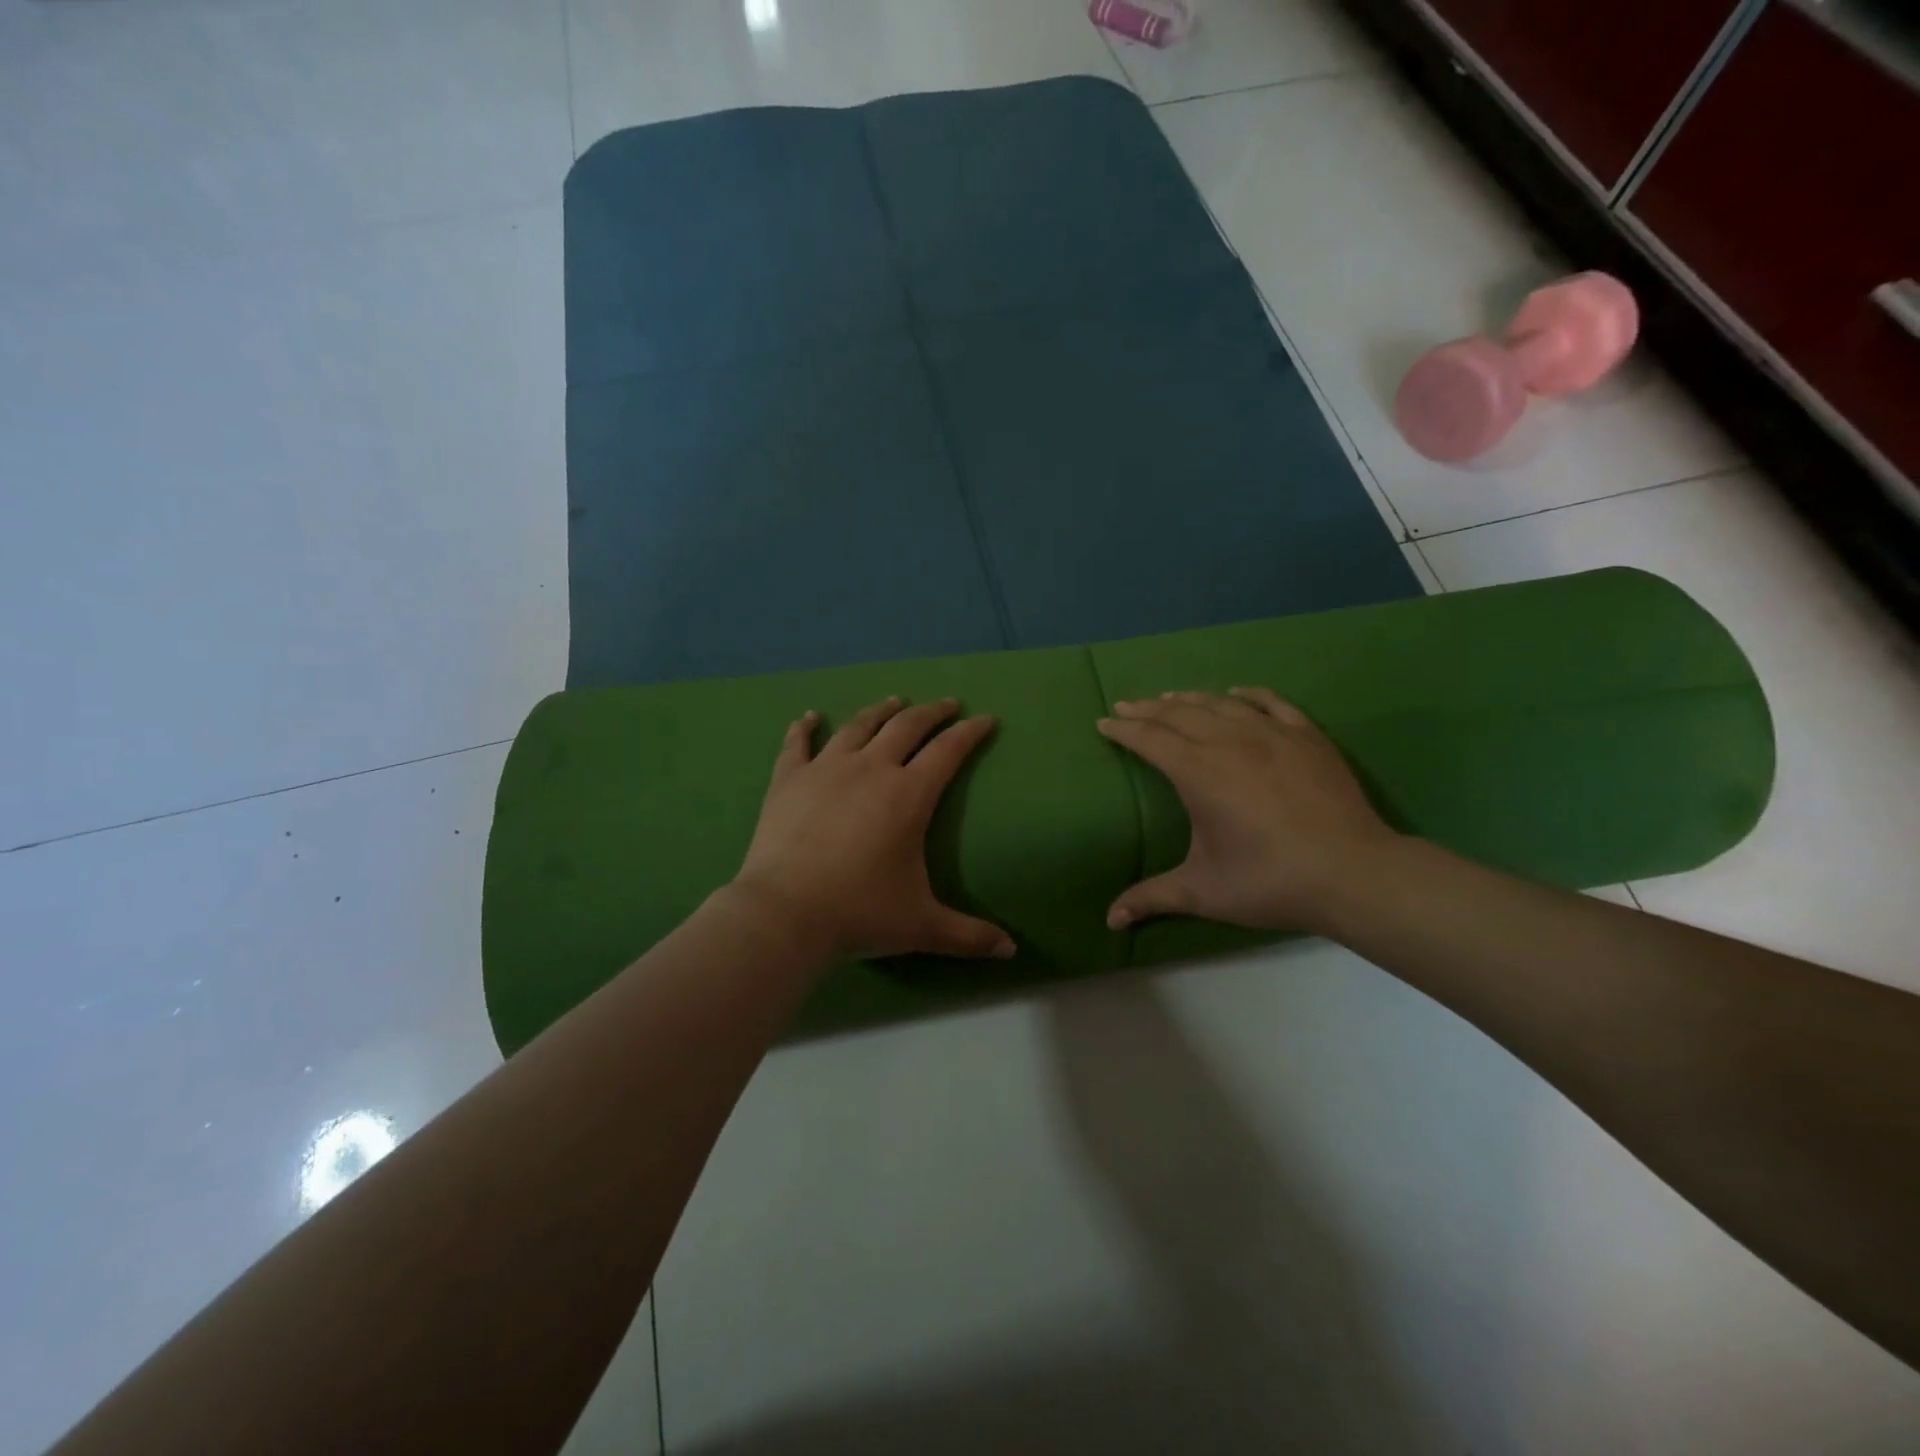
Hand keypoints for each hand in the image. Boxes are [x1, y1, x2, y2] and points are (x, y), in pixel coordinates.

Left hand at [731, 697, 1016, 961]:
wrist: (784, 913)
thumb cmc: (859, 913)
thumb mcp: (922, 926)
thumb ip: (969, 935)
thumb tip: (1011, 951)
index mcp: (909, 795)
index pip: (948, 751)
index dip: (970, 732)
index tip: (985, 719)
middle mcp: (871, 769)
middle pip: (907, 726)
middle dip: (932, 712)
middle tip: (946, 705)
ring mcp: (826, 769)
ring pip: (859, 726)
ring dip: (881, 711)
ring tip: (895, 702)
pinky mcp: (789, 779)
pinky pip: (798, 744)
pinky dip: (805, 728)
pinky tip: (809, 717)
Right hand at [1096, 688, 1398, 933]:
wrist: (1351, 873)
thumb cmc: (1268, 880)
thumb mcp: (1202, 891)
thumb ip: (1151, 898)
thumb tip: (1110, 920)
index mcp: (1197, 772)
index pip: (1150, 739)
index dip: (1123, 729)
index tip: (1103, 723)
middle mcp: (1229, 741)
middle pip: (1179, 714)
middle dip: (1147, 709)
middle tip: (1127, 706)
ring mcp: (1271, 733)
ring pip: (1220, 703)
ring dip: (1189, 698)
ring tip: (1170, 698)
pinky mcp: (1307, 736)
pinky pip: (1270, 703)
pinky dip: (1247, 695)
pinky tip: (1237, 692)